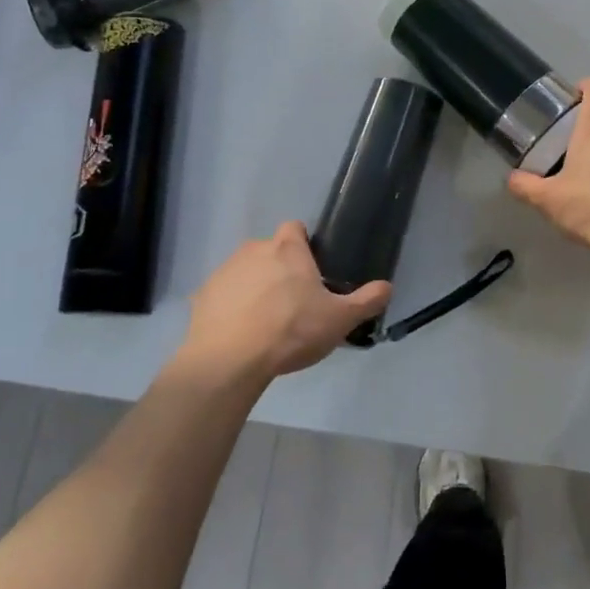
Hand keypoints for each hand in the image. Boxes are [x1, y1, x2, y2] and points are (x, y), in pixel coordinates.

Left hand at [177, 222, 391, 386]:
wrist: (229, 360)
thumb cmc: (290, 331)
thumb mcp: (339, 320)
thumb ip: (366, 301)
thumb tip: (387, 287)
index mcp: (287, 249)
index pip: (295, 228)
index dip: (303, 244)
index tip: (312, 269)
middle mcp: (253, 250)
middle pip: (269, 250)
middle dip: (280, 268)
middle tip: (293, 302)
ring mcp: (224, 271)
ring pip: (245, 271)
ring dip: (254, 286)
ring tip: (265, 321)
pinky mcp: (203, 295)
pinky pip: (223, 295)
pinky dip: (231, 307)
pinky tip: (240, 333)